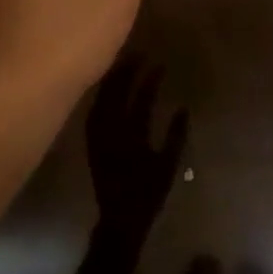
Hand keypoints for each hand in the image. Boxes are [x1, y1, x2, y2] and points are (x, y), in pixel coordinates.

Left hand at [86, 56, 187, 240]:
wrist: (118, 218)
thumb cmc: (148, 194)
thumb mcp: (168, 165)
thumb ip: (176, 136)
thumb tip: (182, 109)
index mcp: (131, 136)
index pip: (140, 99)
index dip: (149, 80)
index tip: (158, 64)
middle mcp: (110, 132)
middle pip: (115, 93)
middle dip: (125, 71)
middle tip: (138, 55)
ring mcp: (96, 136)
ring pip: (101, 99)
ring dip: (111, 80)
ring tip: (122, 64)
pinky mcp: (90, 142)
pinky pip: (93, 111)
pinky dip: (101, 96)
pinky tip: (107, 88)